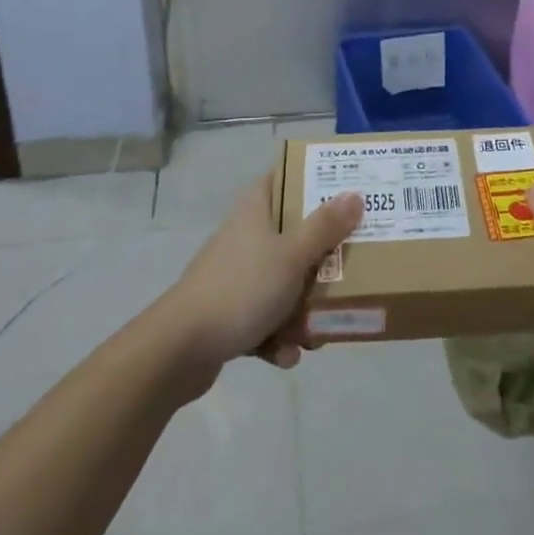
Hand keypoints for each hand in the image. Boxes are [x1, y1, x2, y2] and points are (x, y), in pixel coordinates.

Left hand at [158, 171, 361, 391]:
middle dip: (320, 258)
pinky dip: (278, 336)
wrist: (178, 350)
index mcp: (255, 212)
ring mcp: (235, 277)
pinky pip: (266, 318)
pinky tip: (286, 355)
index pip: (283, 179)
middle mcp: (245, 238)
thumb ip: (324, 227)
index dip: (312, 180)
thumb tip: (354, 194)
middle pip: (292, 235)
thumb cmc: (241, 289)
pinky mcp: (229, 313)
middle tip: (348, 265)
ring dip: (303, 308)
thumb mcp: (291, 255)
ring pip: (283, 281)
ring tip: (317, 332)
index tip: (344, 188)